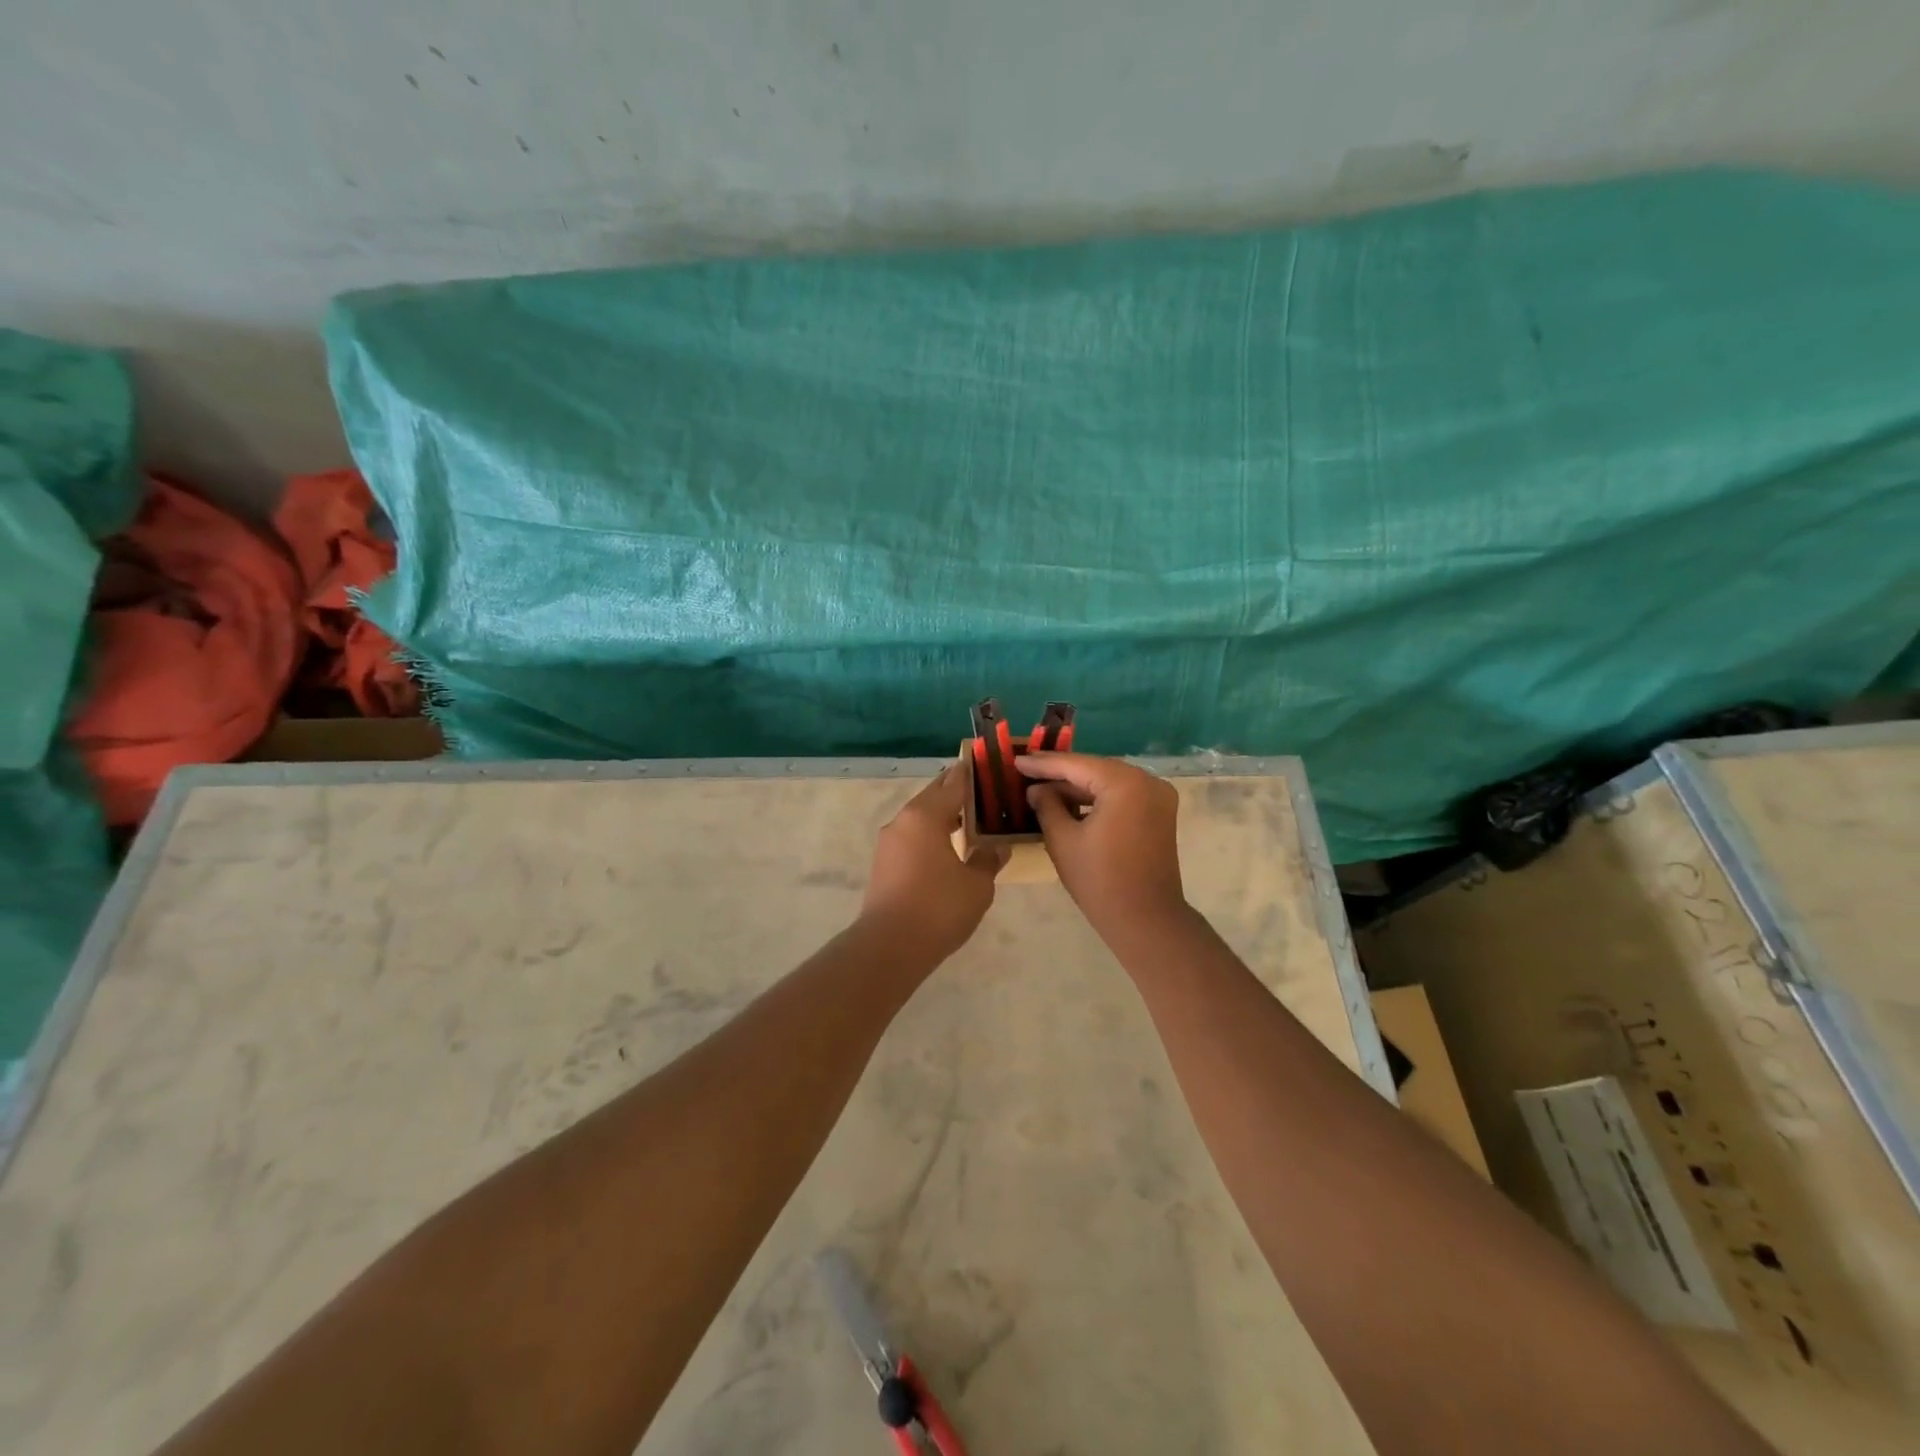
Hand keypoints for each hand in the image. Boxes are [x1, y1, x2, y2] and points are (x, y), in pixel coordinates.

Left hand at [860, 765, 1005, 963]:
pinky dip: (930, 835)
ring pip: (920, 818)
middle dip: (956, 793)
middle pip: (933, 796)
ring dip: (942, 815)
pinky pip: (912, 838)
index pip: (953, 783)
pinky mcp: (883, 864)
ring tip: (969, 821)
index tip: (986, 766)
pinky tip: (947, 849)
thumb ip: (988, 859)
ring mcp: (889, 843)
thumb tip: (996, 847)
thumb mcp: (977, 884)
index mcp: (926, 815)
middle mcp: (903, 821)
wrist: (890, 947)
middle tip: (983, 793)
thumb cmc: (938, 907)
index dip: (971, 775)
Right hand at [1018, 753, 1186, 940]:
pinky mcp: (1160, 814)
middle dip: (1061, 773)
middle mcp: (1148, 781)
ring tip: (1042, 788)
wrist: (1146, 921)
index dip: (1043, 764)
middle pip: (1095, 769)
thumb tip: (1036, 789)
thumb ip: (1047, 805)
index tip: (1016, 760)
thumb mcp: (1063, 840)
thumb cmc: (1100, 880)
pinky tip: (1070, 803)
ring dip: (1078, 786)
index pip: (1076, 765)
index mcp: (1125, 783)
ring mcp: (1158, 797)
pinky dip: (1097, 798)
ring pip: (1109, 782)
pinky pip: (1123, 795)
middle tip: (1027, 771)